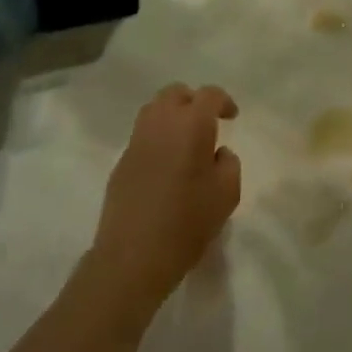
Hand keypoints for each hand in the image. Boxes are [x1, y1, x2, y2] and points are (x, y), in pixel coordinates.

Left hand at [90, 84, 241, 323]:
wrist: (133, 257)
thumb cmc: (188, 222)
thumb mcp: (227, 193)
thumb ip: (229, 163)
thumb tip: (217, 153)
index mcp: (191, 124)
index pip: (209, 95)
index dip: (223, 101)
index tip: (231, 117)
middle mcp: (161, 123)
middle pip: (175, 93)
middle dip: (193, 101)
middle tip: (207, 122)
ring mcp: (136, 141)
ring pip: (154, 110)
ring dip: (172, 116)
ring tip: (185, 140)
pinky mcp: (121, 162)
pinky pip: (142, 136)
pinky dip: (157, 138)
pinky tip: (166, 165)